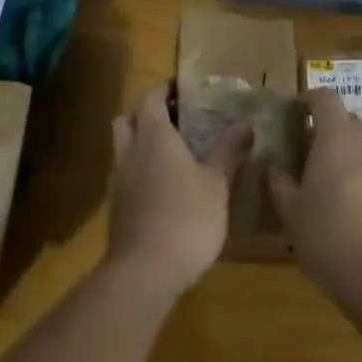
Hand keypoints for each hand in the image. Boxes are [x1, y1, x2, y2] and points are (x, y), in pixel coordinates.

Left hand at [105, 84, 251, 301]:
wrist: (143, 274)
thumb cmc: (185, 218)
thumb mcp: (216, 184)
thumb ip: (228, 151)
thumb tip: (245, 123)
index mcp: (154, 136)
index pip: (149, 98)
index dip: (163, 89)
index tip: (181, 88)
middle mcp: (130, 151)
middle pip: (127, 118)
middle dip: (145, 112)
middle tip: (173, 117)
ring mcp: (119, 181)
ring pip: (122, 147)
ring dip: (139, 142)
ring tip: (170, 152)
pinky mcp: (116, 208)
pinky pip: (124, 174)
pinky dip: (138, 170)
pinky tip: (161, 187)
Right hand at [268, 88, 361, 310]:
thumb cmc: (330, 236)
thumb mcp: (291, 212)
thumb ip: (278, 183)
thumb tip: (272, 167)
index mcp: (337, 136)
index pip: (324, 97)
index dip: (306, 101)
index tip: (291, 115)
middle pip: (344, 120)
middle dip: (324, 130)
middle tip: (303, 154)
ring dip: (344, 154)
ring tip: (325, 183)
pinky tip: (351, 207)